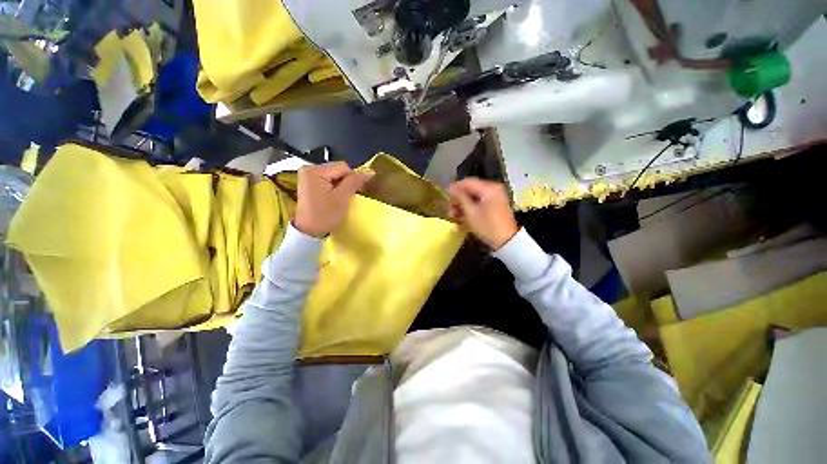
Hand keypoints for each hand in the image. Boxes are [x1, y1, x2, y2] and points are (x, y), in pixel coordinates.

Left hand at [294, 162, 373, 236]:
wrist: (308, 231)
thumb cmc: (325, 215)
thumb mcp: (342, 198)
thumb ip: (355, 182)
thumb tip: (370, 171)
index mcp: (315, 170)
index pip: (343, 167)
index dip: (352, 179)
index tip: (353, 193)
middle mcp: (309, 168)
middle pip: (338, 170)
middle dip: (345, 182)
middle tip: (346, 197)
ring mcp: (307, 175)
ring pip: (334, 175)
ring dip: (340, 185)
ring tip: (339, 198)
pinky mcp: (308, 182)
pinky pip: (327, 179)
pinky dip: (333, 187)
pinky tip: (333, 198)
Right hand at [449, 178, 517, 249]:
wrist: (507, 242)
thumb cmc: (487, 226)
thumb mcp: (471, 212)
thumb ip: (460, 197)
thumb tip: (450, 187)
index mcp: (489, 188)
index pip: (467, 182)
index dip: (454, 189)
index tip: (445, 198)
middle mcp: (493, 189)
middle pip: (471, 189)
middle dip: (458, 199)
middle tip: (449, 210)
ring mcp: (495, 197)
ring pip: (474, 197)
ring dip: (463, 205)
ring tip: (454, 216)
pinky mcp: (495, 205)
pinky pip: (480, 202)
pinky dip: (471, 208)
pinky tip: (463, 217)